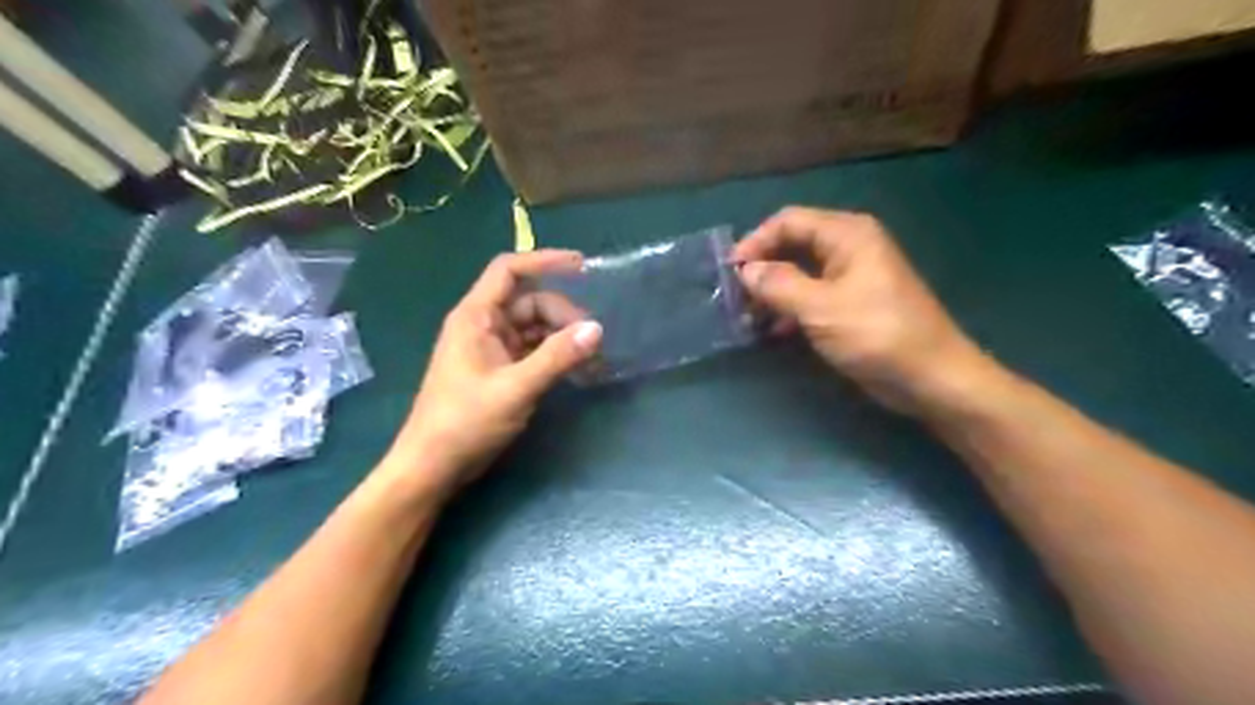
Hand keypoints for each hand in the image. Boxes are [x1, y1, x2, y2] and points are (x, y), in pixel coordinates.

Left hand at [381, 251, 600, 497]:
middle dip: (563, 315)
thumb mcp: (515, 388)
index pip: (509, 271)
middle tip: (593, 339)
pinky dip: (555, 356)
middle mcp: (484, 325)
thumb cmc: (465, 422)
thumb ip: (557, 357)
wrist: (433, 466)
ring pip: (535, 328)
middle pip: (530, 302)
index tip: (583, 266)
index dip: (545, 261)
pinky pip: (533, 351)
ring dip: (563, 338)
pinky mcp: (500, 370)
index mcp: (476, 317)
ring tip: (592, 358)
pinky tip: (576, 370)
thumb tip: (597, 329)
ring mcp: (492, 349)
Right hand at [737, 206, 991, 416]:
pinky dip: (790, 309)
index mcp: (847, 234)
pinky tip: (773, 332)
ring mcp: (851, 276)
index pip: (789, 221)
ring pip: (800, 272)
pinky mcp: (851, 304)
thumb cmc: (877, 334)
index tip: (729, 272)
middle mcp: (849, 247)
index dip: (755, 242)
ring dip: (773, 292)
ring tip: (748, 317)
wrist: (931, 377)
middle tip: (735, 297)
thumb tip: (745, 270)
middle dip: (762, 268)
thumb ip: (778, 285)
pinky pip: (811, 295)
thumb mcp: (821, 308)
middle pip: (793, 245)